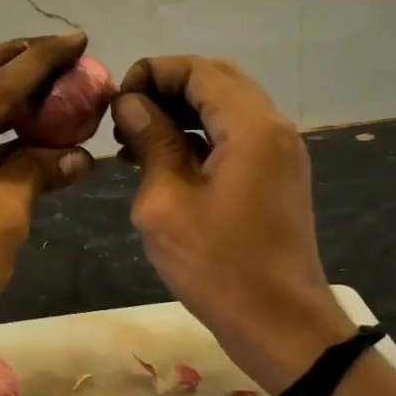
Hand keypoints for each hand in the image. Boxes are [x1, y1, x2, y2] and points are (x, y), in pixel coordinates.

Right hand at [112, 57, 354, 392]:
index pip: (198, 70)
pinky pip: (234, 135)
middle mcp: (272, 127)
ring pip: (225, 107)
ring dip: (181, 111)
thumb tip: (132, 104)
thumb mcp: (167, 202)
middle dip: (166, 88)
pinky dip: (199, 136)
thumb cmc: (218, 266)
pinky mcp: (275, 174)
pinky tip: (161, 160)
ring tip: (134, 139)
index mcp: (251, 126)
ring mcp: (279, 151)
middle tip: (125, 117)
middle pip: (215, 80)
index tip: (116, 102)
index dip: (152, 73)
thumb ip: (151, 141)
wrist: (280, 324)